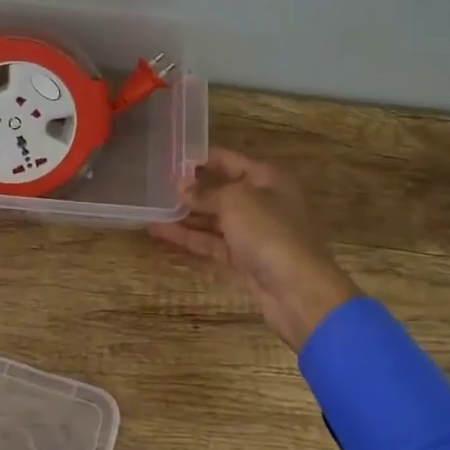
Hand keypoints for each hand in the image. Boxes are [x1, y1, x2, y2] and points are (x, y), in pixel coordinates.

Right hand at [151, 148, 359, 351]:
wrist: (297, 290)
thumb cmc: (268, 232)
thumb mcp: (234, 201)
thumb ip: (205, 192)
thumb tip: (181, 185)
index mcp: (267, 179)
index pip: (230, 161)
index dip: (201, 159)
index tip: (171, 159)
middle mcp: (262, 203)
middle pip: (221, 191)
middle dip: (191, 189)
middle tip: (156, 185)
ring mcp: (253, 234)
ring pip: (214, 220)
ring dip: (185, 215)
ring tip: (152, 208)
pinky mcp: (243, 261)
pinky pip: (212, 244)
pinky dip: (189, 238)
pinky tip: (160, 231)